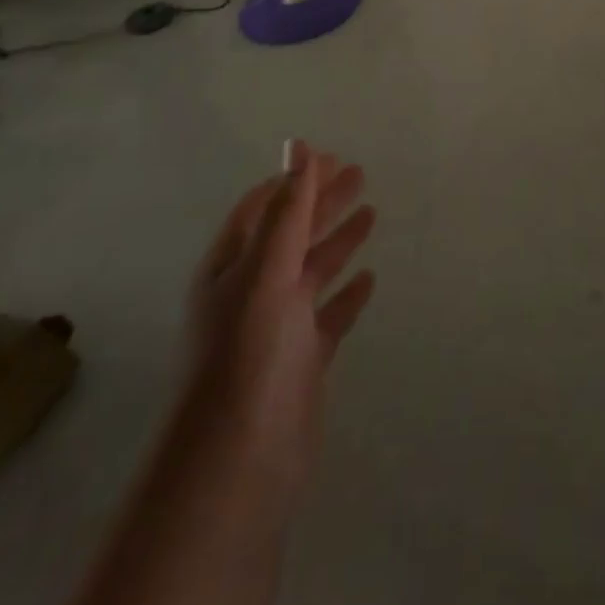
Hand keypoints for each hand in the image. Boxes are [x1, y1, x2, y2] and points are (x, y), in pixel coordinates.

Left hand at [183, 140, 376, 510]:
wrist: (240, 458)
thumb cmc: (249, 351)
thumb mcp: (267, 269)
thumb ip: (288, 208)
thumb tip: (299, 146)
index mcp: (233, 266)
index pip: (264, 207)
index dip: (295, 179)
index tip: (329, 156)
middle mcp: (254, 289)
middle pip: (293, 232)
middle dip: (323, 201)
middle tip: (360, 173)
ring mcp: (280, 325)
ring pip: (313, 269)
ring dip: (338, 239)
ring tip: (371, 212)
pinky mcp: (303, 357)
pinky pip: (330, 313)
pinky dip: (348, 293)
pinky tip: (369, 279)